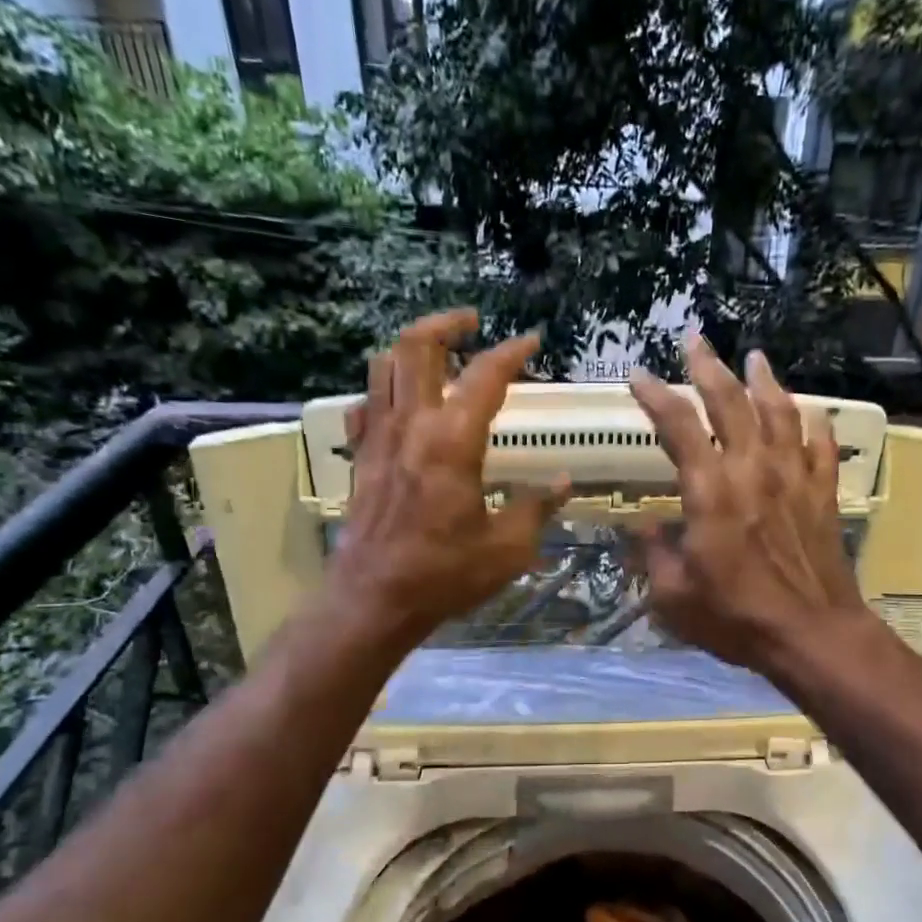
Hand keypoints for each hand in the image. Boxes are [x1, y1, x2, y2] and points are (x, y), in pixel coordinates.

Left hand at [329, 311, 566, 646]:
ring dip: (410, 349)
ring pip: (382, 367)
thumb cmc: (444, 574)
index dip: (511, 352)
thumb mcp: (507, 548)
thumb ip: (536, 507)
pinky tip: (401, 405)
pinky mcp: (360, 458)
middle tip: (471, 322)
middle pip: (415, 346)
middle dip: (445, 323)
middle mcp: (411, 426)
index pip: (484, 376)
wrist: (374, 599)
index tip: (531, 341)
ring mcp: (378, 439)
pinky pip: (365, 405)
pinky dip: (383, 391)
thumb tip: (561, 482)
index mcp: (452, 442)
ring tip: (438, 354)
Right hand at [628, 337, 873, 673]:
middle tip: (696, 341)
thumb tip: (643, 531)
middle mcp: (752, 471)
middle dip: (709, 368)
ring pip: (780, 414)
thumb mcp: (673, 596)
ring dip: (765, 382)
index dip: (657, 396)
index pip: (679, 428)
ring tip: (755, 358)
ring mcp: (793, 479)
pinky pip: (821, 447)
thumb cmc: (736, 618)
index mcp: (710, 491)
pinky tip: (810, 411)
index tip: (638, 375)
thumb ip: (653, 556)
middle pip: (731, 404)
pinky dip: (815, 424)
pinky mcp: (822, 495)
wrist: (812, 635)